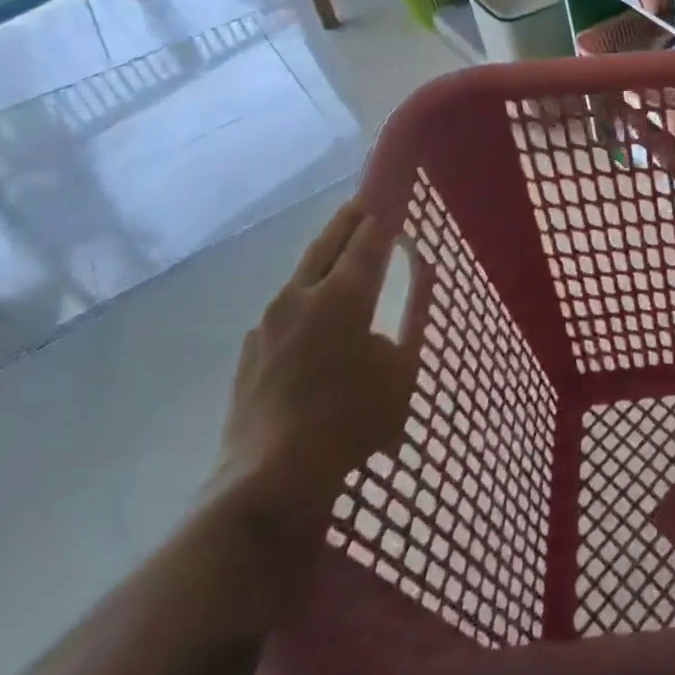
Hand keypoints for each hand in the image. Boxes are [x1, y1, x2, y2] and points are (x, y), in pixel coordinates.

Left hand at [207, 201, 417, 542]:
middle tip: (366, 204)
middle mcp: (301, 295)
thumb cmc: (353, 419)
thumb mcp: (403, 367)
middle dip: (350, 220)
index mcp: (343, 295)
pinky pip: (285, 307)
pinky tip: (314, 314)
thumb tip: (424, 272)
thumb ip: (414, 314)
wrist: (270, 477)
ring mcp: (269, 321)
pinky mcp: (251, 348)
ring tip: (342, 253)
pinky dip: (306, 295)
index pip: (368, 238)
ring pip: (302, 271)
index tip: (394, 196)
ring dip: (325, 256)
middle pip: (328, 242)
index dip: (384, 215)